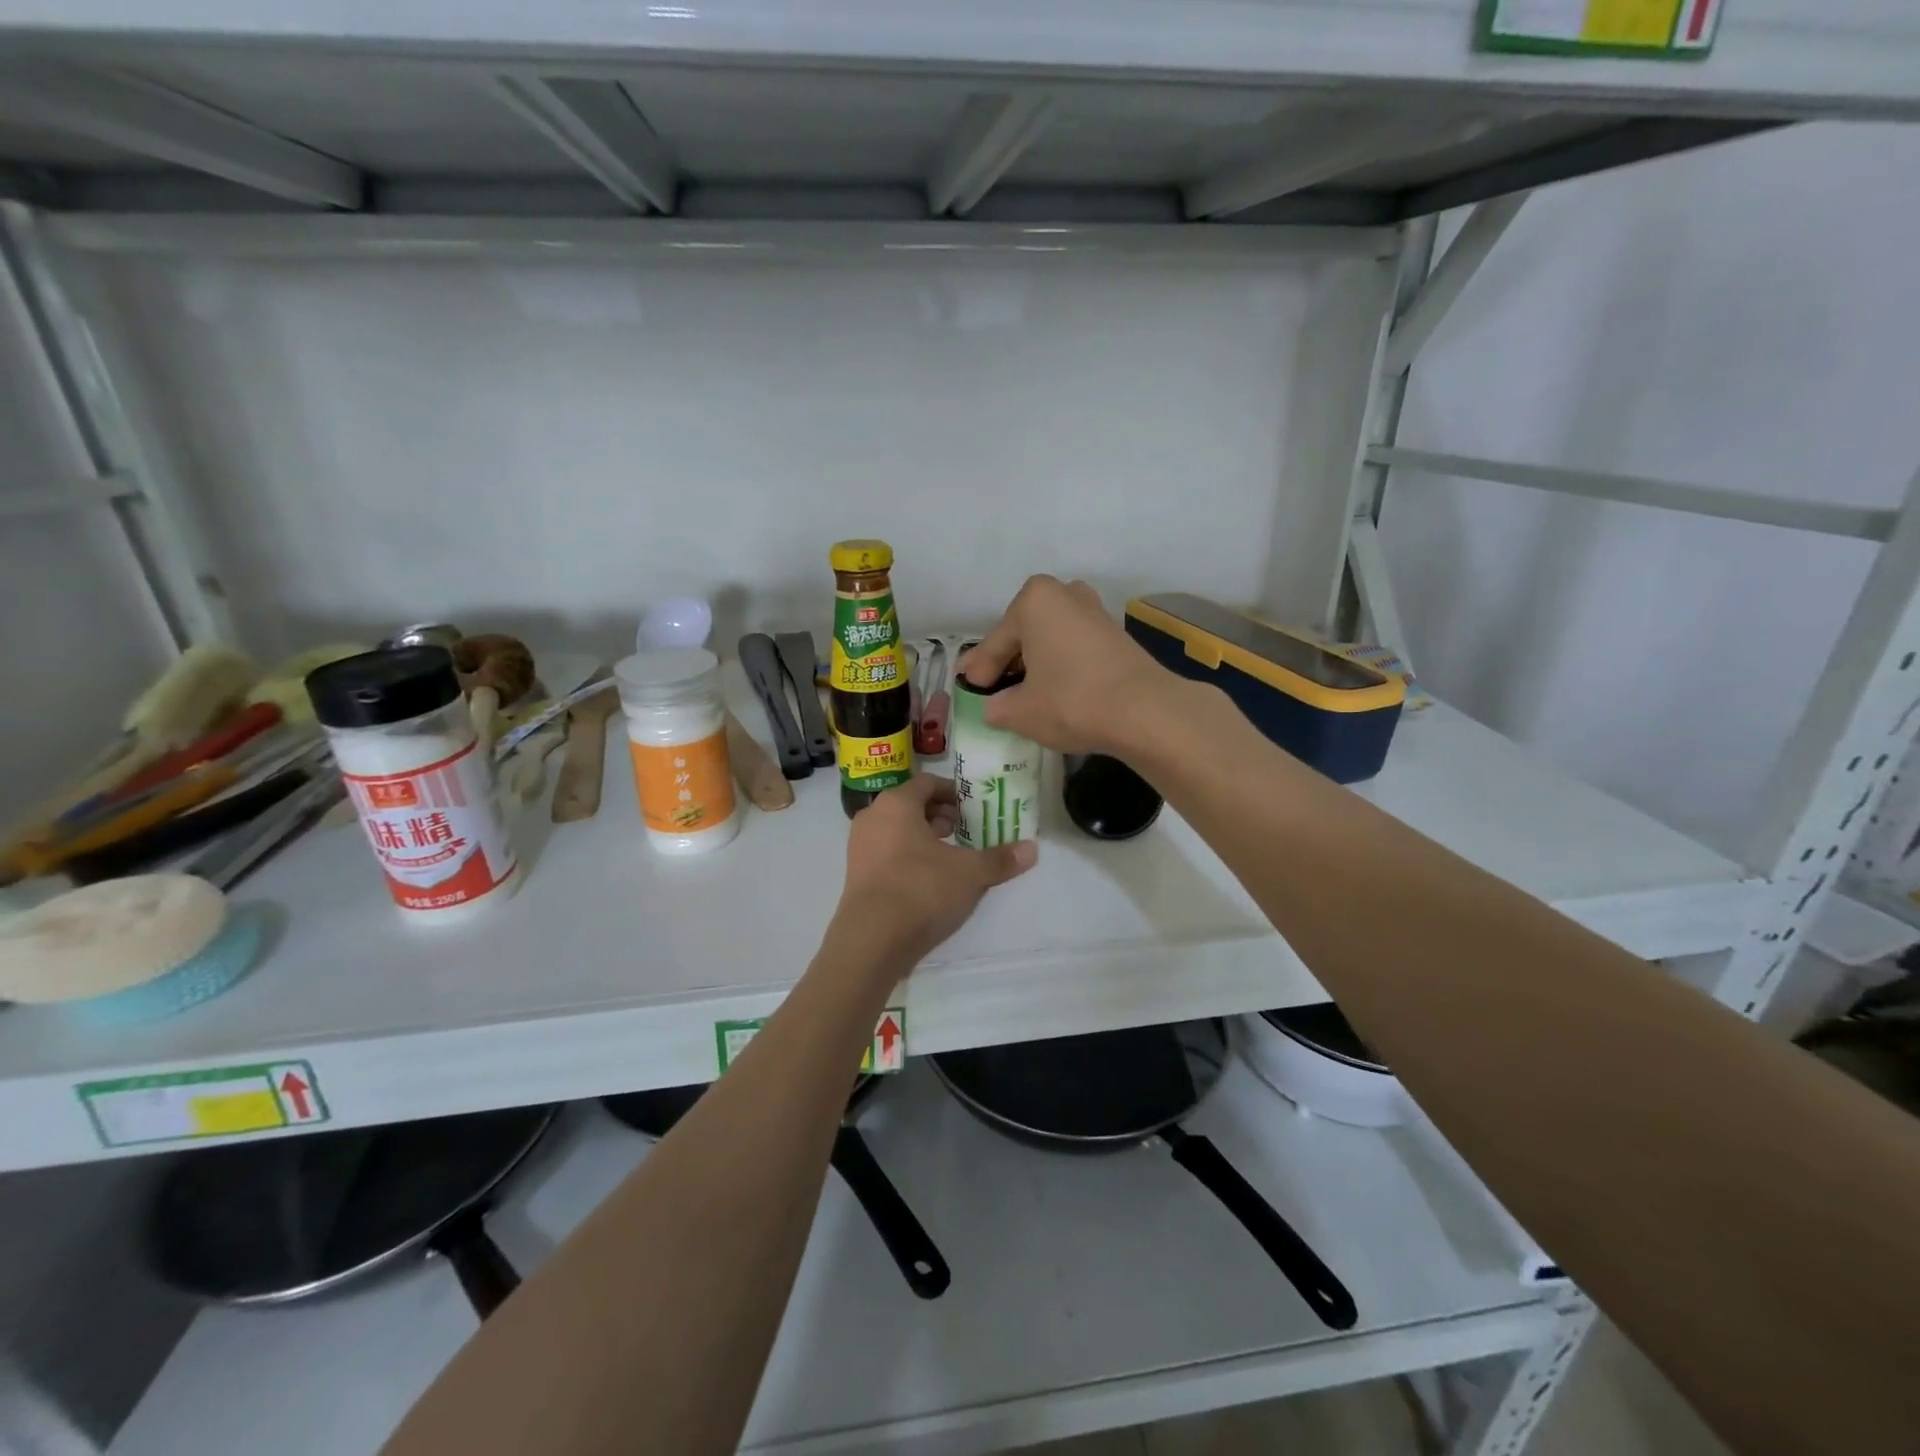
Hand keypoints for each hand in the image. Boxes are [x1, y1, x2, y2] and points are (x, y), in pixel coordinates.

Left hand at [829, 775, 1035, 973]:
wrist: (872, 939)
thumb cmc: (921, 889)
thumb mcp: (970, 873)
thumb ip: (1000, 859)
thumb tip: (1033, 849)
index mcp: (897, 803)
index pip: (928, 782)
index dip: (953, 792)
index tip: (974, 808)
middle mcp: (872, 817)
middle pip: (910, 805)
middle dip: (940, 816)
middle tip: (966, 831)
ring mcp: (859, 847)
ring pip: (897, 830)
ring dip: (924, 838)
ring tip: (951, 857)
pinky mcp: (855, 875)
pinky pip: (886, 853)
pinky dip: (908, 857)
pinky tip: (930, 881)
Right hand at [960, 575, 1182, 754]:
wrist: (1146, 711)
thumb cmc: (1072, 701)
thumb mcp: (1021, 712)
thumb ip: (998, 707)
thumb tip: (994, 708)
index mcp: (1034, 601)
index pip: (995, 643)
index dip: (979, 669)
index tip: (967, 686)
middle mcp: (1064, 594)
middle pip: (1023, 634)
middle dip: (1007, 661)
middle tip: (990, 688)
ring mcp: (1094, 611)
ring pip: (1050, 639)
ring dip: (1035, 662)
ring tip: (1022, 691)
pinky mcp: (1115, 634)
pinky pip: (1073, 647)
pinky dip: (1060, 665)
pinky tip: (1054, 688)